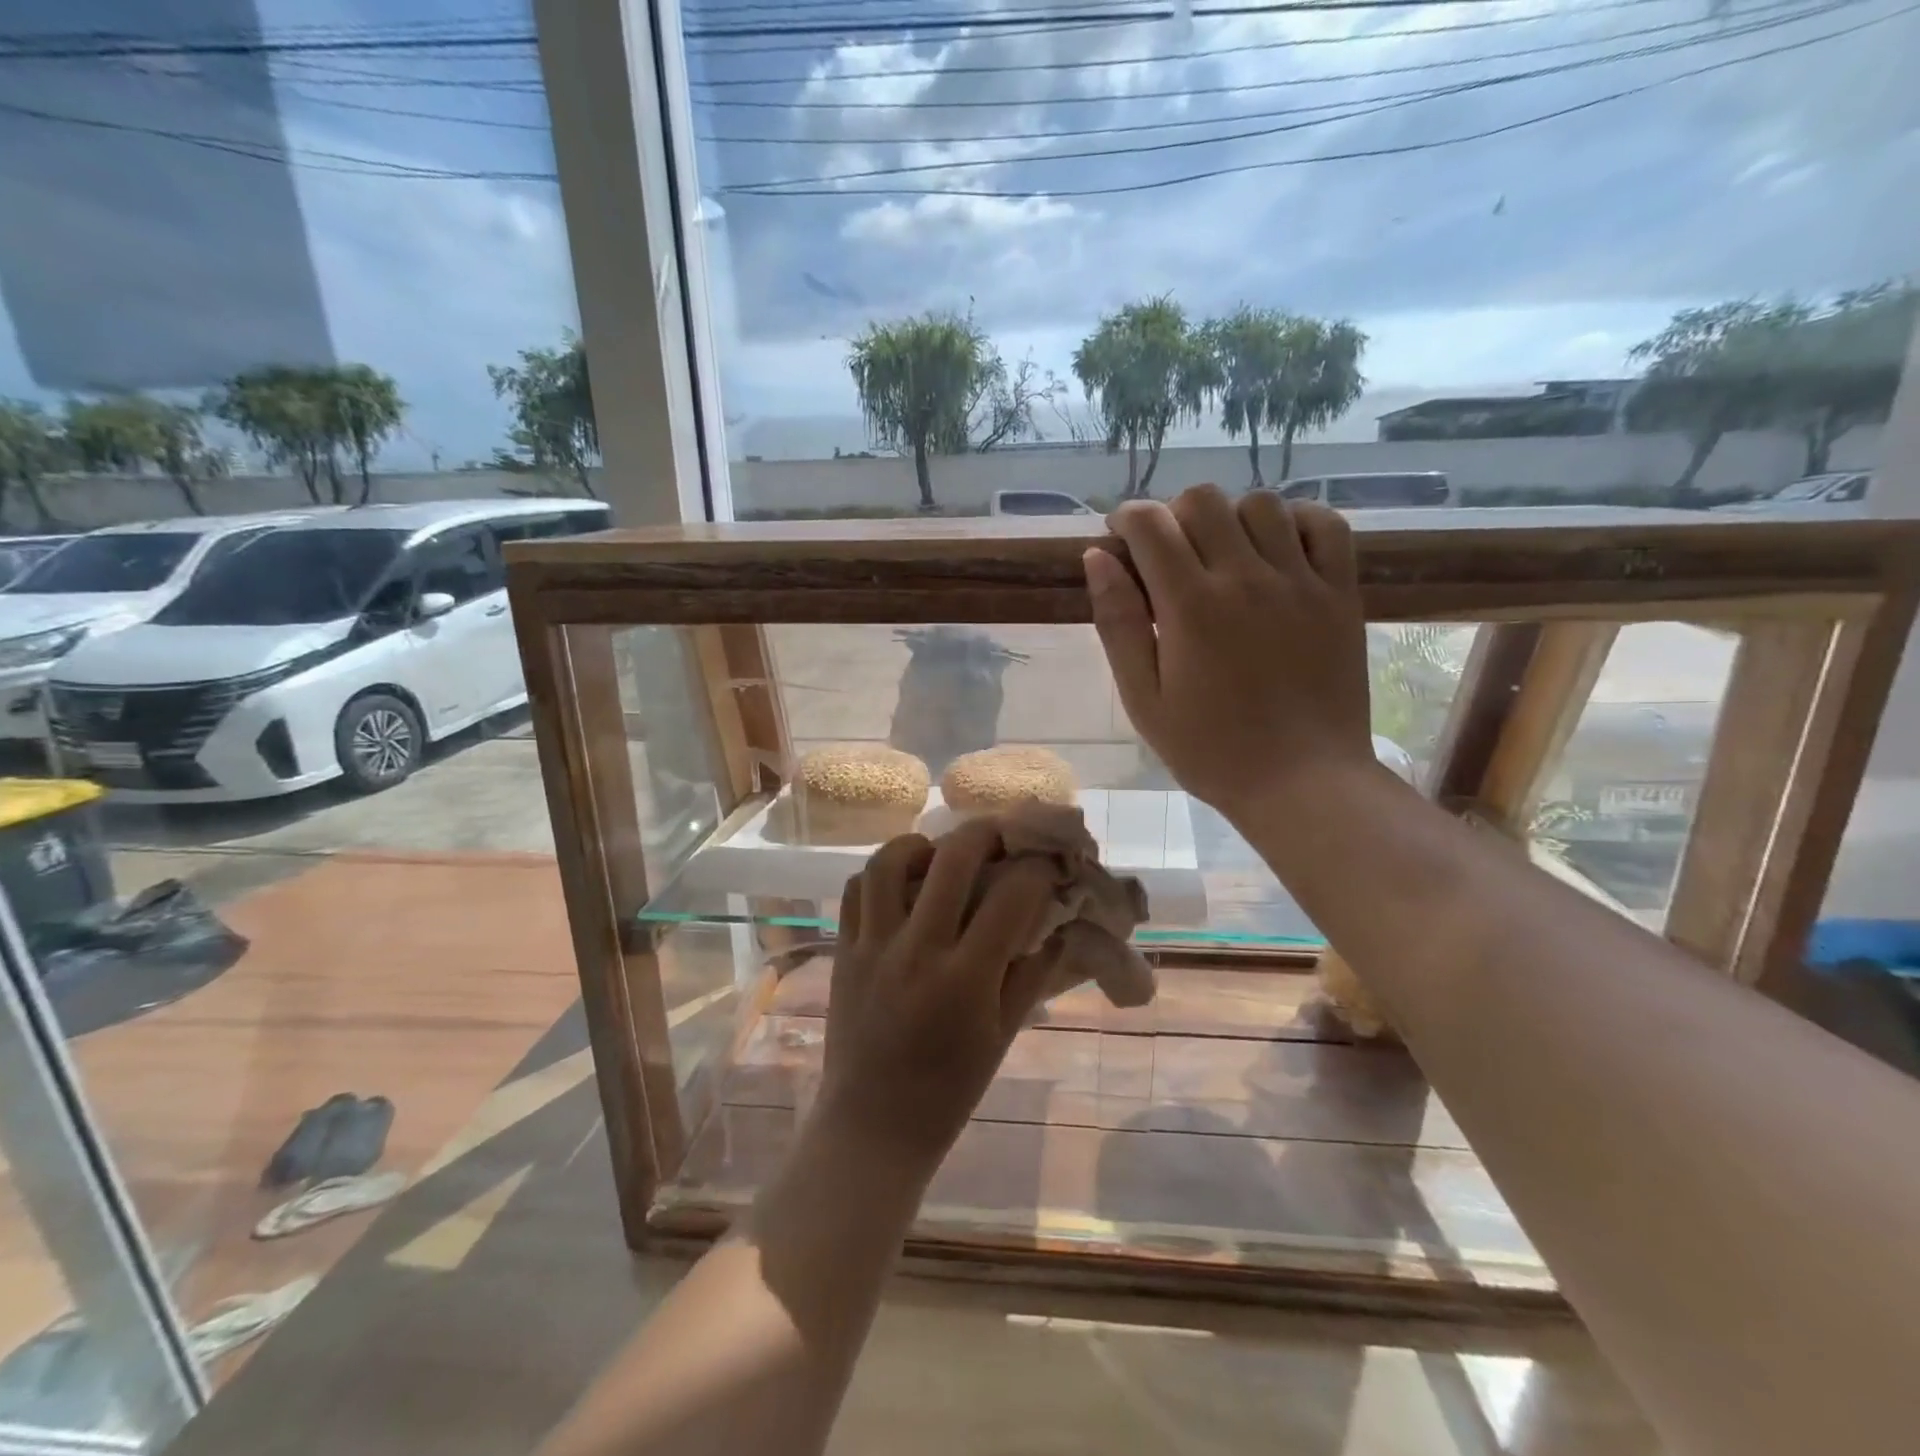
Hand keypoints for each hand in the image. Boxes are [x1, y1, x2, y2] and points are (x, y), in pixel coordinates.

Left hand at [817, 820, 1058, 1169]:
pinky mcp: (844, 949)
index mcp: (966, 978)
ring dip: (923, 844)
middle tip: (1004, 832)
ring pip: (890, 861)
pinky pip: (856, 889)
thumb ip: (1031, 973)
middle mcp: (917, 950)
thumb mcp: (1003, 1036)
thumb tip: (1057, 923)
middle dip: (987, 831)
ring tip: (942, 853)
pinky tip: (904, 880)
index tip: (1049, 862)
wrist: (872, 1125)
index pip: (1011, 896)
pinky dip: (882, 872)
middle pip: (953, 858)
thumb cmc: (949, 1090)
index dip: (1038, 869)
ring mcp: (873, 945)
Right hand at [1084, 484, 1374, 821]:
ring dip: (1229, 518)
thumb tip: (1098, 557)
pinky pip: (1324, 524)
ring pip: (1260, 503)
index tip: (1120, 539)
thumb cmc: (1210, 750)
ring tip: (1221, 556)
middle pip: (1203, 500)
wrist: (1302, 782)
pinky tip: (1275, 551)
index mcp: (1190, 606)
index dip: (1126, 519)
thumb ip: (1118, 624)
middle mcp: (1246, 577)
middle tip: (1167, 555)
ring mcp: (1301, 581)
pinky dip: (1294, 521)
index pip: (1150, 525)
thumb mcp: (1144, 699)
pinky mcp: (1341, 593)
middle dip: (1172, 515)